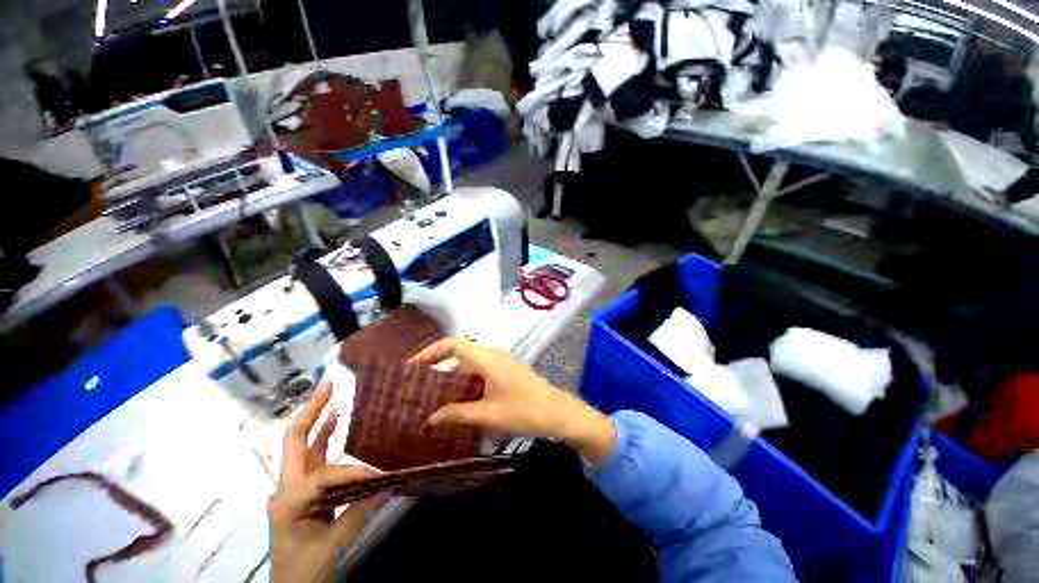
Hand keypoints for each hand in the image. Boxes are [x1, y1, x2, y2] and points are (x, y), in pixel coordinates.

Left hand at [268, 381, 386, 582]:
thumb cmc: (304, 571)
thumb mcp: (331, 547)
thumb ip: (358, 512)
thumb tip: (389, 483)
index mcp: (289, 501)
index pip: (324, 475)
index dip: (354, 473)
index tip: (380, 478)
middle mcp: (286, 488)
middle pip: (295, 440)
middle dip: (312, 410)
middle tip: (329, 384)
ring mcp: (293, 488)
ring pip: (306, 446)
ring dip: (320, 420)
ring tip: (336, 398)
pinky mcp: (303, 492)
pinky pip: (316, 458)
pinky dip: (326, 437)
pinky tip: (336, 424)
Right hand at [411, 337, 616, 464]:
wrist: (558, 413)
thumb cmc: (524, 411)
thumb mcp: (488, 415)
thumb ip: (457, 414)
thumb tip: (429, 418)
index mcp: (487, 358)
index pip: (454, 344)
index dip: (431, 352)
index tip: (412, 367)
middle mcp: (493, 355)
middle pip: (460, 355)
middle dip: (439, 369)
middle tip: (419, 389)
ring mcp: (501, 363)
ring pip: (470, 366)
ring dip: (453, 380)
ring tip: (434, 400)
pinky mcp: (506, 372)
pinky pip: (481, 373)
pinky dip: (467, 384)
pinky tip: (460, 403)